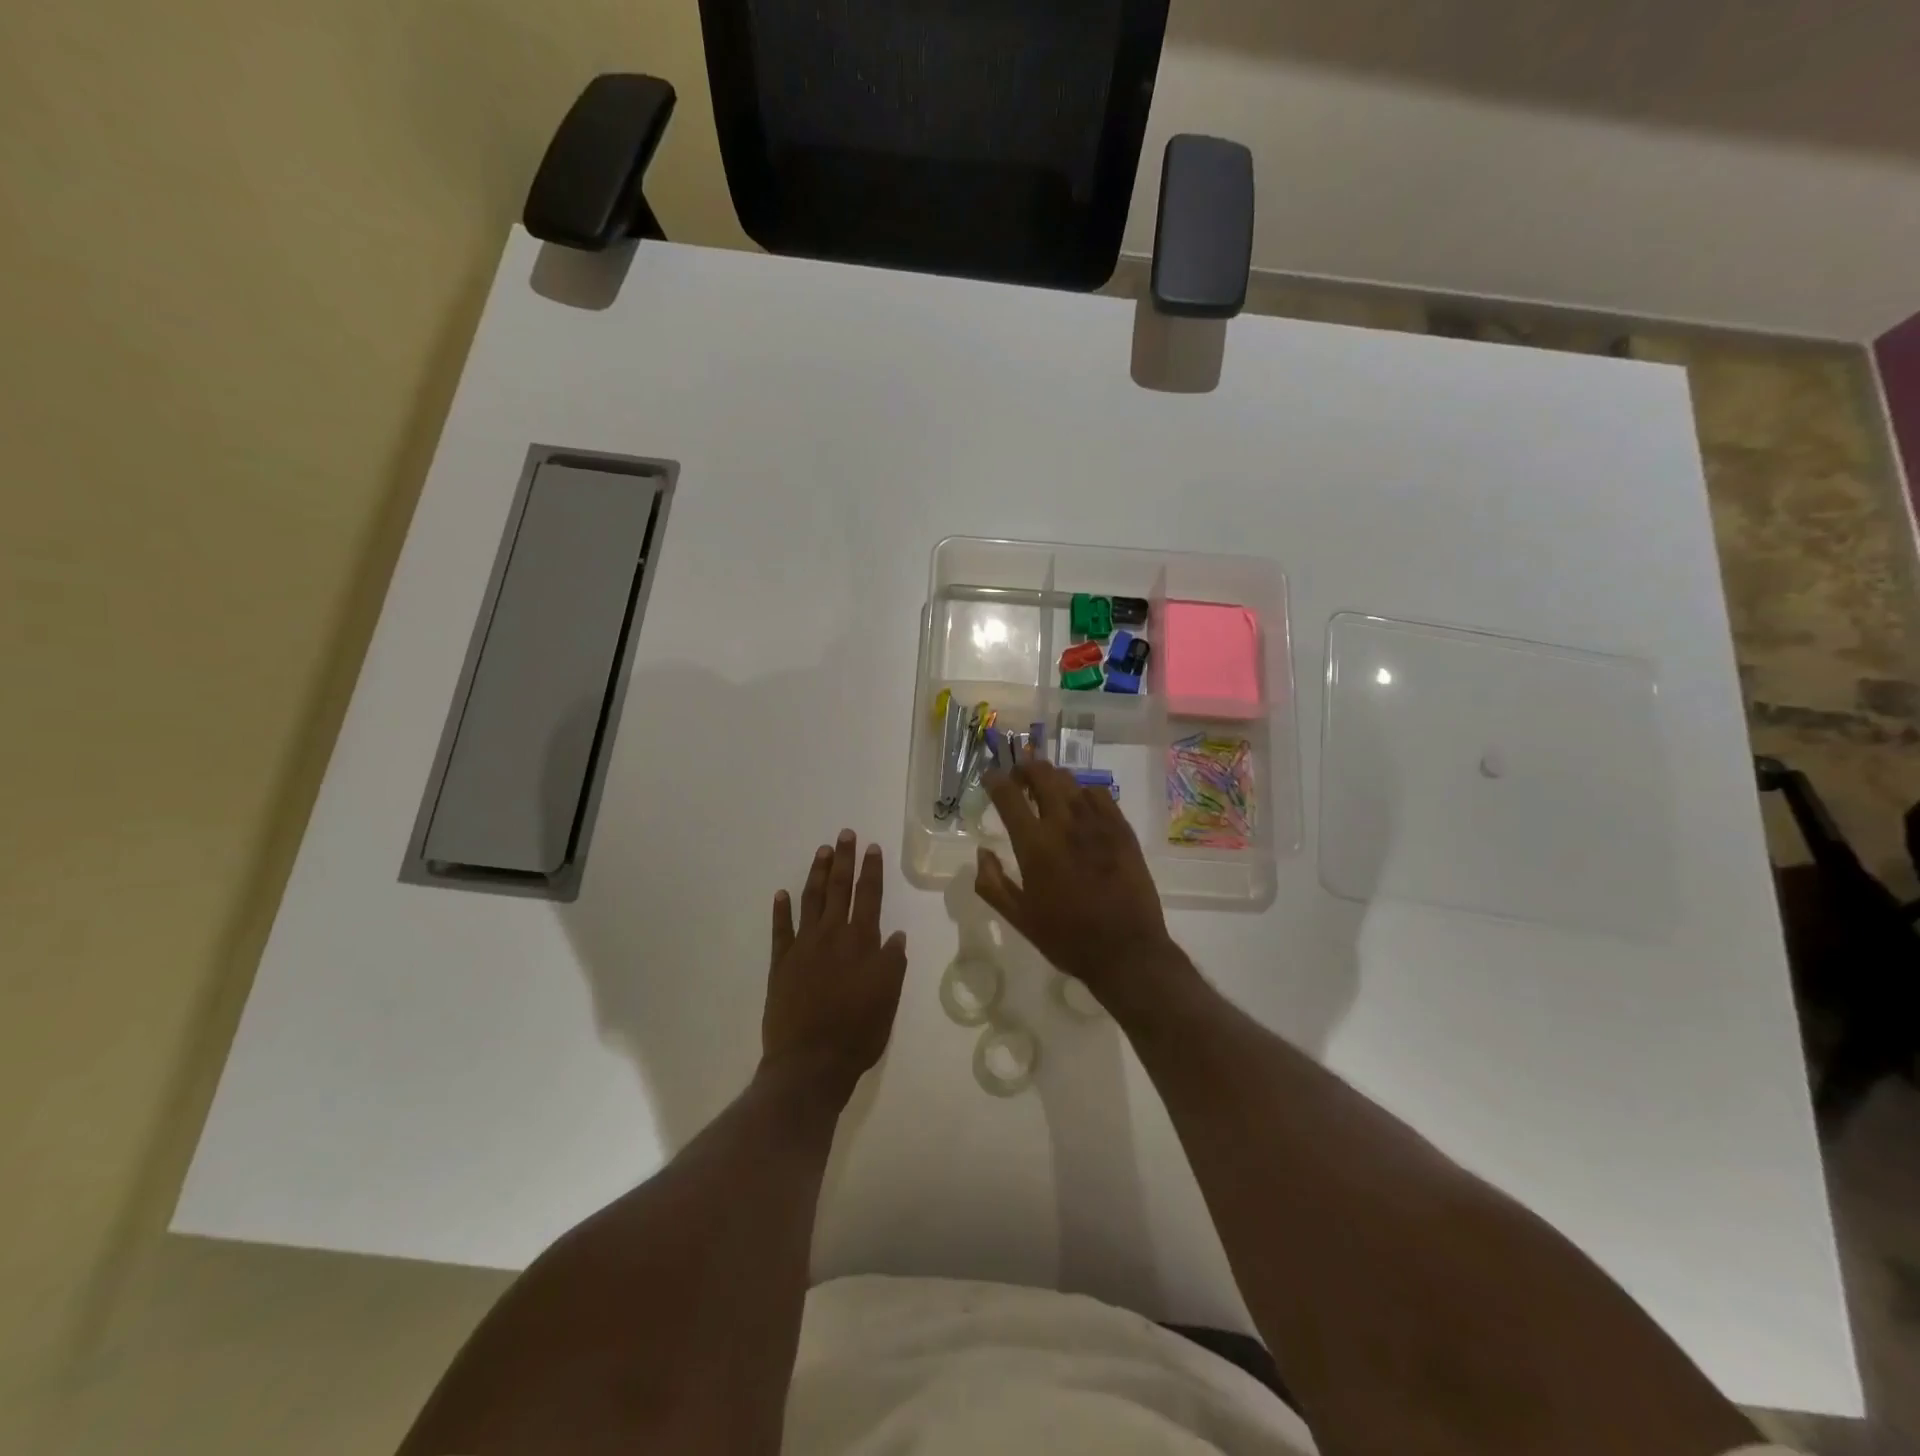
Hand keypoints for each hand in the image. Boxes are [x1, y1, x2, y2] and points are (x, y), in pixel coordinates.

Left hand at [763, 830, 908, 1100]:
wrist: (810, 1062)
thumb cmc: (858, 1032)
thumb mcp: (888, 998)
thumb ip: (892, 963)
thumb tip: (895, 934)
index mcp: (861, 942)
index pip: (869, 896)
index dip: (871, 870)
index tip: (872, 847)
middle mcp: (831, 936)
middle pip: (839, 889)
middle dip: (843, 860)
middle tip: (844, 834)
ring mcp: (802, 948)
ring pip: (810, 901)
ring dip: (816, 874)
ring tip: (821, 851)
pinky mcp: (780, 964)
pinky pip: (780, 930)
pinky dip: (781, 910)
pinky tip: (781, 894)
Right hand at [976, 761, 1188, 1010]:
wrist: (1126, 951)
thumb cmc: (1067, 938)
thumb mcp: (1019, 918)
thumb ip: (992, 883)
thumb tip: (981, 853)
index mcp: (1034, 845)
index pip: (1008, 796)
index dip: (995, 780)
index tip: (990, 777)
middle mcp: (1064, 824)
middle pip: (1042, 774)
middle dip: (1025, 768)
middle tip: (1018, 778)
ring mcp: (1097, 823)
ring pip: (1070, 780)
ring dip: (1052, 778)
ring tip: (1046, 790)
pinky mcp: (1122, 828)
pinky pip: (1099, 793)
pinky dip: (1083, 791)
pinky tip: (1080, 805)